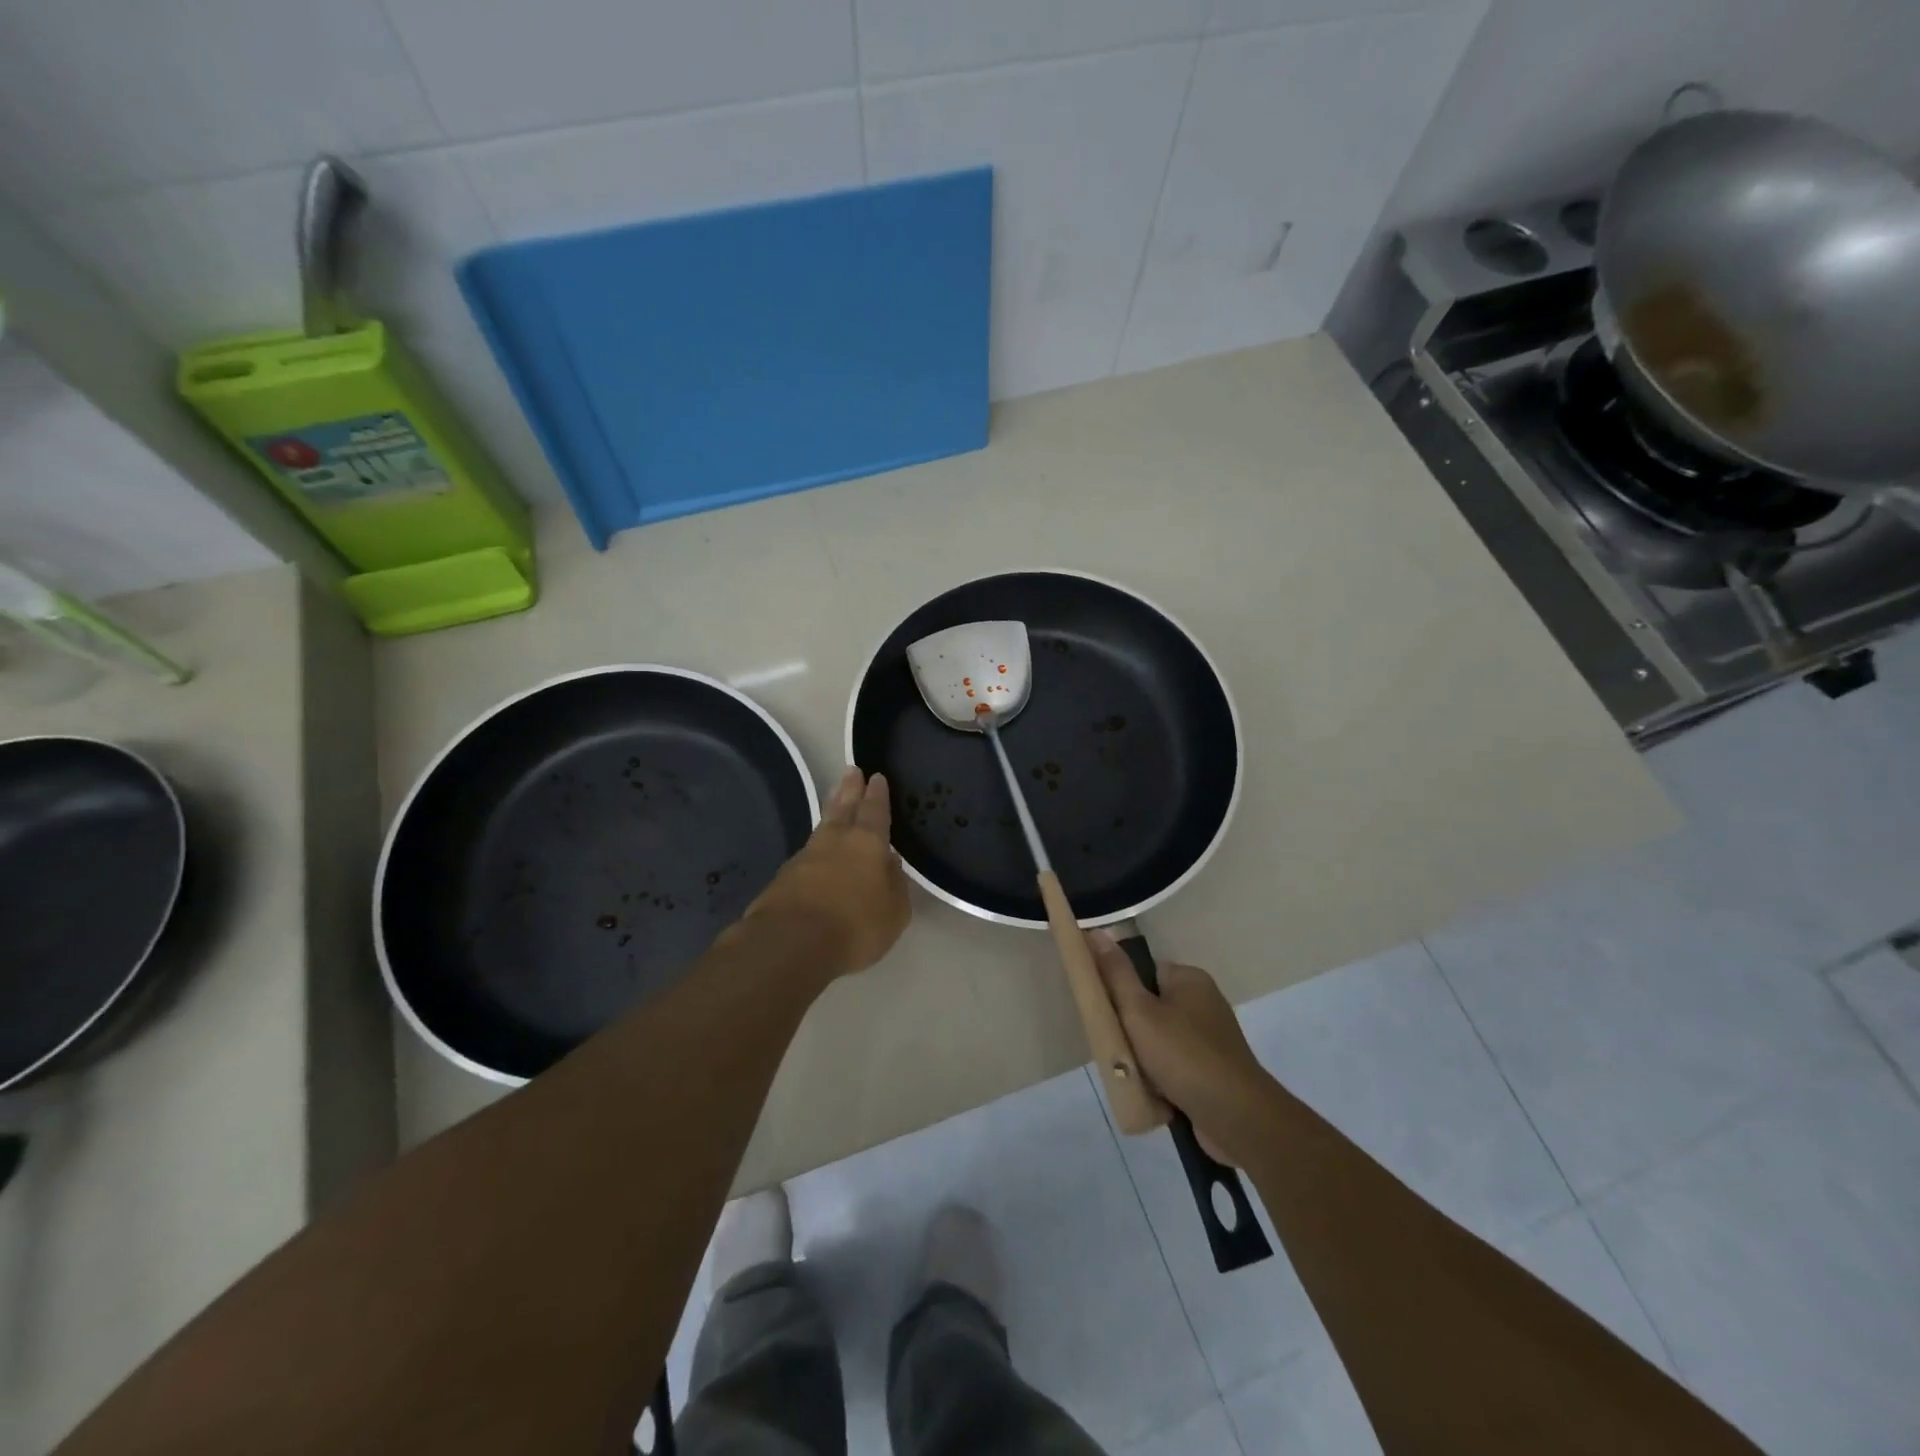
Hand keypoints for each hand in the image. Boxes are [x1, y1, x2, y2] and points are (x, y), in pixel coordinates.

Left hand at [745, 768, 911, 978]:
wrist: (791, 943)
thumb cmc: (855, 925)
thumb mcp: (894, 912)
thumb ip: (895, 884)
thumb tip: (890, 863)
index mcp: (868, 843)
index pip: (875, 810)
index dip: (877, 794)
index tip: (876, 776)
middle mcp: (836, 841)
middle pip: (844, 807)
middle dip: (850, 789)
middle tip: (851, 771)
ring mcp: (806, 857)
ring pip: (823, 825)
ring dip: (831, 808)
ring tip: (835, 797)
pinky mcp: (784, 877)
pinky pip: (807, 853)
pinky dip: (816, 845)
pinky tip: (817, 850)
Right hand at [1090, 933, 1276, 1164]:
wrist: (1237, 1118)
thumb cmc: (1184, 1055)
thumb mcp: (1139, 1011)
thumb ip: (1116, 974)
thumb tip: (1096, 931)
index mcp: (1190, 980)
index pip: (1146, 972)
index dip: (1123, 990)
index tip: (1107, 1013)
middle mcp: (1205, 1003)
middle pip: (1152, 1008)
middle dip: (1132, 1031)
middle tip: (1116, 1047)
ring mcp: (1212, 1039)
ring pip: (1161, 1041)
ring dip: (1145, 1059)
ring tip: (1132, 1075)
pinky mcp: (1215, 1072)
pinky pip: (1176, 1067)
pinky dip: (1163, 1078)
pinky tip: (1153, 1094)